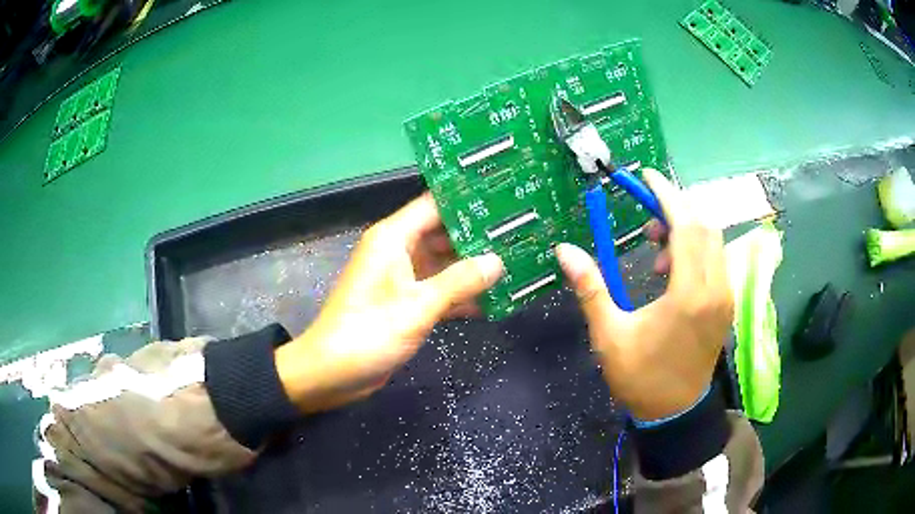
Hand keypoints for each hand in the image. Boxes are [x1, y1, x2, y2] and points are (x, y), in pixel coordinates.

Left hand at [276, 193, 503, 412]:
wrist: (333, 373)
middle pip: (444, 233)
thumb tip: (498, 261)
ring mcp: (403, 278)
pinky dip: (462, 294)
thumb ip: (459, 281)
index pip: (435, 205)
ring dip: (474, 267)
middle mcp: (398, 251)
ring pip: (445, 263)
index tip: (504, 197)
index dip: (468, 199)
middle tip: (519, 232)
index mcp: (393, 238)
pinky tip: (496, 298)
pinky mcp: (407, 303)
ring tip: (516, 261)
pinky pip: (440, 290)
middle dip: (479, 235)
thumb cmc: (368, 333)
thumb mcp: (417, 306)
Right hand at [556, 169, 731, 420]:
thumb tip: (565, 250)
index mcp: (689, 295)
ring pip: (714, 241)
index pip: (686, 227)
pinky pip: (716, 259)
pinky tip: (671, 269)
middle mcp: (716, 289)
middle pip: (705, 226)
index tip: (646, 176)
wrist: (674, 413)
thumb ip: (591, 288)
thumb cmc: (641, 377)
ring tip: (655, 247)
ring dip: (686, 229)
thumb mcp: (610, 335)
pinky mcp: (726, 304)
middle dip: (676, 208)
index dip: (667, 195)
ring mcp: (725, 297)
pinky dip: (695, 249)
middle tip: (646, 216)